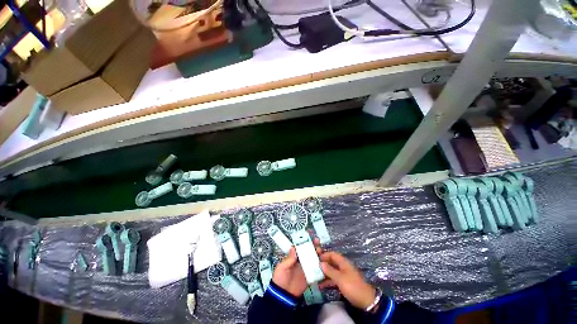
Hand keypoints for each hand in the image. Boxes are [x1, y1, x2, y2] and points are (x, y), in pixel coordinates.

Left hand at [272, 236, 320, 296]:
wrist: (283, 295)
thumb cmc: (280, 278)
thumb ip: (289, 259)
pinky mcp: (310, 277)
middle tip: (317, 241)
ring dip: (317, 253)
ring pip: (313, 258)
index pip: (300, 246)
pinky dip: (320, 266)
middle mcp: (301, 260)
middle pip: (308, 251)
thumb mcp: (282, 267)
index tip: (309, 234)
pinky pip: (316, 270)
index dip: (305, 240)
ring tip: (320, 250)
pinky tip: (323, 262)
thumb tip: (293, 247)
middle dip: (313, 245)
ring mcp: (306, 268)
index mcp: (293, 257)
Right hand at [319, 251, 375, 309]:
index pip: (332, 254)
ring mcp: (343, 275)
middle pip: (331, 262)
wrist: (365, 300)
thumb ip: (330, 270)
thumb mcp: (340, 278)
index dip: (324, 254)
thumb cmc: (352, 286)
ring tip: (315, 276)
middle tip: (313, 267)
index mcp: (343, 262)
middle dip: (323, 264)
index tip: (316, 258)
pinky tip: (321, 285)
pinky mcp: (344, 283)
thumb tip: (321, 263)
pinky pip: (334, 279)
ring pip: (332, 271)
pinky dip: (328, 281)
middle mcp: (343, 267)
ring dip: (324, 273)